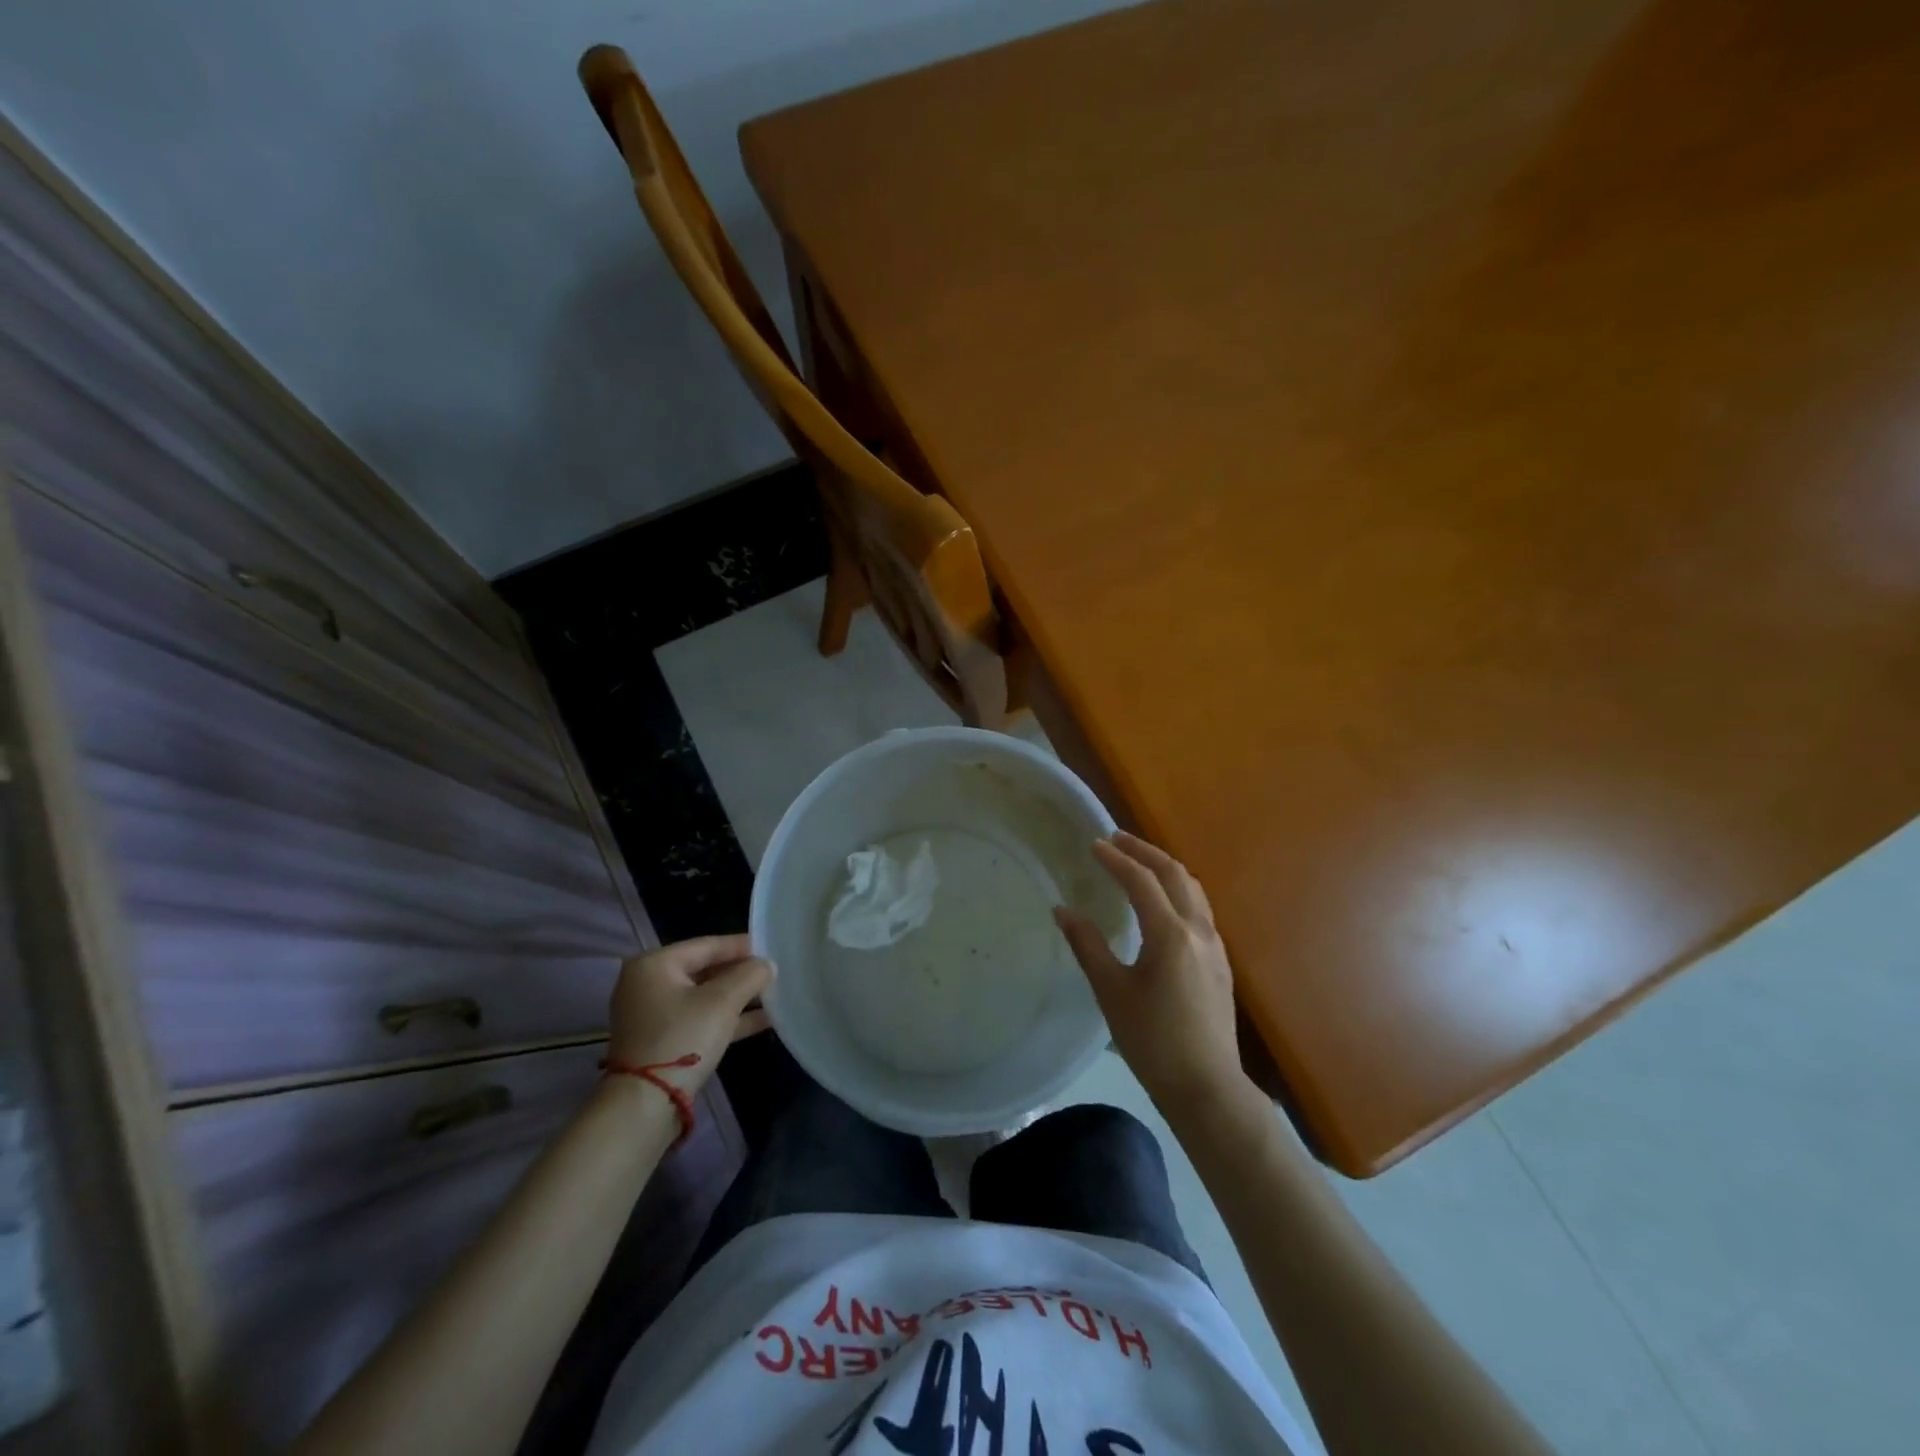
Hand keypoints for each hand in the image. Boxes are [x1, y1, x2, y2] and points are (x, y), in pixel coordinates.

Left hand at [607, 935, 774, 1095]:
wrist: (644, 1105)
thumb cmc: (682, 1038)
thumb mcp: (722, 1001)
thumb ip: (749, 975)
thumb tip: (767, 965)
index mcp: (654, 965)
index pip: (707, 945)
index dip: (742, 946)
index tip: (772, 946)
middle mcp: (648, 984)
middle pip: (704, 970)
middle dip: (741, 974)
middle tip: (774, 972)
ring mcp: (652, 1015)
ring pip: (704, 997)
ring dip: (738, 998)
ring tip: (775, 995)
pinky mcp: (661, 1042)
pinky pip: (699, 1019)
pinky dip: (726, 1019)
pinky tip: (762, 1021)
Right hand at [1055, 833, 1252, 1120]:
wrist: (1207, 1088)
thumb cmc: (1152, 1041)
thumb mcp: (1112, 992)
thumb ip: (1087, 945)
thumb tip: (1063, 910)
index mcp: (1170, 934)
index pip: (1142, 881)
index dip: (1116, 859)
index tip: (1094, 845)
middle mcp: (1198, 930)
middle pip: (1175, 874)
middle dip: (1144, 851)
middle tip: (1116, 839)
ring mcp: (1215, 946)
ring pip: (1193, 889)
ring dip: (1165, 868)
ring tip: (1138, 862)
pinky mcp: (1220, 962)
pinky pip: (1199, 909)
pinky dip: (1177, 890)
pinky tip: (1161, 904)